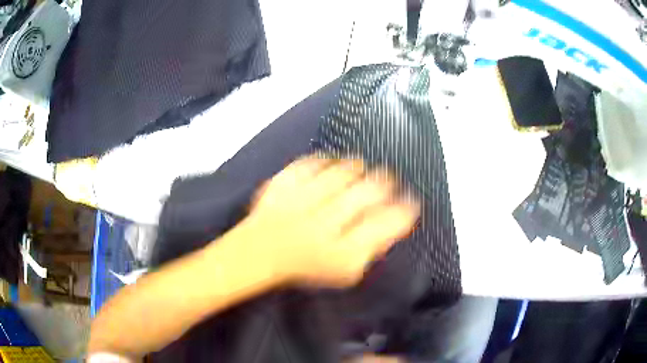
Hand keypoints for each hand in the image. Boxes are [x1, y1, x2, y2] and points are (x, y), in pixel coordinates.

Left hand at [238, 156, 418, 287]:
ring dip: (358, 167)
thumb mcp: (345, 271)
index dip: (405, 209)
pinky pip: (310, 162)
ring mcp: (303, 200)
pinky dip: (324, 159)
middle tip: (388, 179)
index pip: (387, 224)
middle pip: (369, 191)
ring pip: (342, 171)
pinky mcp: (284, 183)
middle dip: (385, 181)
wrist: (260, 252)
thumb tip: (392, 225)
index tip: (410, 201)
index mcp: (344, 250)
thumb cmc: (306, 264)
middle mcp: (326, 223)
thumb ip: (371, 249)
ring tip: (361, 168)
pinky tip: (330, 163)